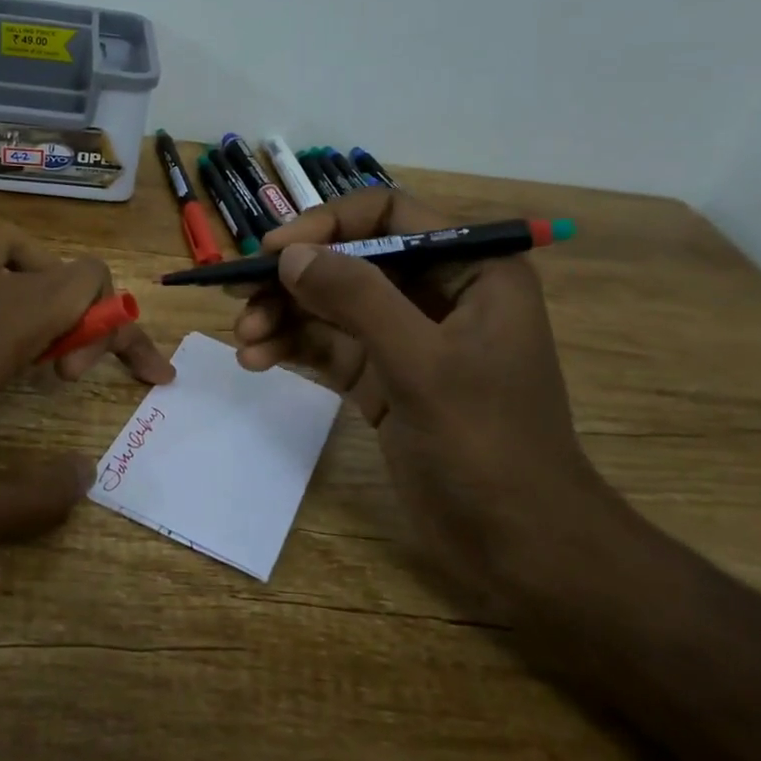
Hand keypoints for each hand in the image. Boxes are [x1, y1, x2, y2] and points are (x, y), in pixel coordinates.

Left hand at [0, 224, 173, 553]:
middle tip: (59, 374)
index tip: (129, 377)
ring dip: (30, 279)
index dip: (124, 326)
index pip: (92, 286)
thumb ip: (36, 501)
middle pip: (56, 264)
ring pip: (2, 243)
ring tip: (19, 331)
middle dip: (82, 314)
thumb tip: (86, 476)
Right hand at [232, 187, 624, 605]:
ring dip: (284, 315)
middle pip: (349, 260)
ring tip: (244, 341)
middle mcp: (436, 292)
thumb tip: (290, 254)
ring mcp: (406, 337)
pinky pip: (328, 345)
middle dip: (294, 279)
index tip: (276, 249)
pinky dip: (292, 347)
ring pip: (331, 304)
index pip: (389, 214)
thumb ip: (357, 299)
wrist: (520, 546)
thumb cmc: (488, 444)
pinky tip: (258, 361)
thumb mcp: (422, 363)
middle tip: (240, 298)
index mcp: (470, 269)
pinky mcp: (383, 376)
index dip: (328, 223)